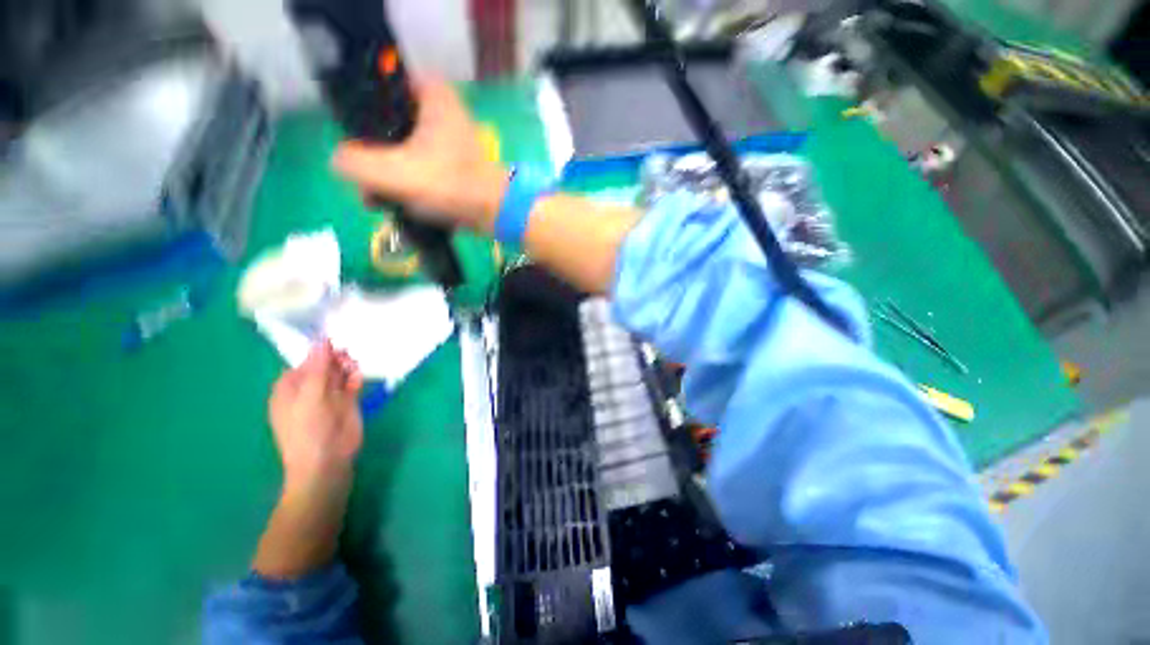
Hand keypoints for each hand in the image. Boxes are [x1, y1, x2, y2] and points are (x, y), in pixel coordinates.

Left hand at [267, 341, 363, 488]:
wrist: (326, 461)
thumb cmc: (308, 430)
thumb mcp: (310, 397)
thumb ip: (317, 368)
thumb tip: (321, 340)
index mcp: (290, 387)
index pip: (305, 361)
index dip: (319, 350)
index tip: (336, 340)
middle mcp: (309, 389)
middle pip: (324, 364)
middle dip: (336, 357)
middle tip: (348, 355)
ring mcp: (329, 396)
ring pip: (340, 372)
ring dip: (347, 366)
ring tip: (354, 366)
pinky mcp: (347, 402)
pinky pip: (352, 383)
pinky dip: (356, 377)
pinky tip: (358, 377)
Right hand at [332, 77, 509, 232]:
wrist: (495, 213)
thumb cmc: (451, 185)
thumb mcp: (395, 173)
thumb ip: (355, 162)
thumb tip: (341, 161)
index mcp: (430, 94)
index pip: (378, 87)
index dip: (360, 115)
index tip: (356, 144)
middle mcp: (440, 109)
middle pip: (387, 124)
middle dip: (372, 156)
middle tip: (366, 182)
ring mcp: (447, 137)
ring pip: (402, 147)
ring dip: (387, 173)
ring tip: (378, 199)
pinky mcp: (453, 161)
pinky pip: (419, 164)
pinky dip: (407, 180)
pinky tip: (396, 202)